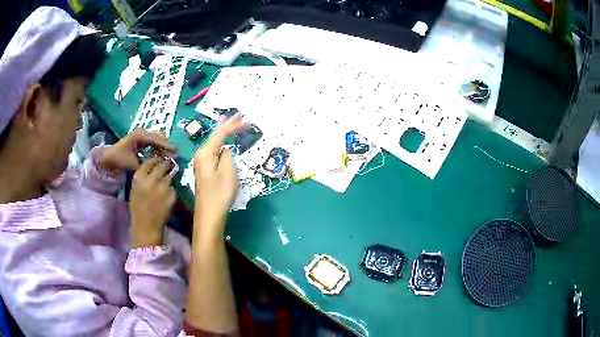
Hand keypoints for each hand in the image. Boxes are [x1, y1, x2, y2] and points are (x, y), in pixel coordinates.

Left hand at [98, 129, 175, 174]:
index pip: (156, 139)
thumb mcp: (133, 165)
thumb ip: (146, 165)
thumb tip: (159, 167)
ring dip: (162, 146)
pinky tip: (161, 154)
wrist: (108, 158)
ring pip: (156, 138)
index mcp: (139, 136)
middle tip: (174, 154)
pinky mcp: (140, 139)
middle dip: (166, 145)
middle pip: (158, 136)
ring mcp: (140, 135)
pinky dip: (157, 147)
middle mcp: (141, 133)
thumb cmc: (119, 160)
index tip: (175, 151)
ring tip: (169, 155)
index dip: (166, 145)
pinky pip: (152, 141)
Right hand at [129, 157, 176, 247]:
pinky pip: (173, 188)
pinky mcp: (172, 195)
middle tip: (168, 165)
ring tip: (165, 184)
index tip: (159, 159)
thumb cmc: (137, 208)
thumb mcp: (135, 189)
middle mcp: (151, 179)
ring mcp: (163, 187)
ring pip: (169, 176)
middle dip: (166, 164)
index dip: (156, 159)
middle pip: (162, 165)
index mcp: (139, 177)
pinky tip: (166, 197)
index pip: (150, 161)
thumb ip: (143, 177)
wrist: (146, 225)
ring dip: (168, 177)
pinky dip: (170, 191)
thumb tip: (152, 166)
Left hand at [193, 115, 244, 236]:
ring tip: (231, 123)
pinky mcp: (204, 170)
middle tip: (238, 116)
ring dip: (223, 133)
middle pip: (215, 136)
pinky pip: (213, 151)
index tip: (244, 119)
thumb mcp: (228, 172)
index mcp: (205, 153)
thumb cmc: (219, 193)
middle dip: (227, 126)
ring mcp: (201, 163)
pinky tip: (223, 142)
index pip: (220, 134)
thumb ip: (227, 155)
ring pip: (214, 143)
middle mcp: (201, 155)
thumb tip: (225, 149)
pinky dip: (221, 143)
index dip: (232, 126)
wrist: (209, 214)